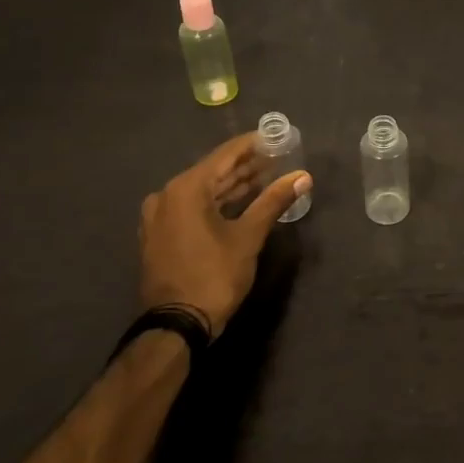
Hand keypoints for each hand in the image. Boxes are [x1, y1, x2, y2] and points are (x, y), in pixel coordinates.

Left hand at [139, 133, 310, 338]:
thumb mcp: (249, 236)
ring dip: (234, 185)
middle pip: (214, 172)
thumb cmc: (214, 275)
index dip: (253, 145)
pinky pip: (193, 207)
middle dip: (246, 166)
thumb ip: (274, 201)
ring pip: (204, 191)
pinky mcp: (161, 235)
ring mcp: (160, 216)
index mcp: (186, 189)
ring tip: (267, 177)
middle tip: (278, 158)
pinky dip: (218, 203)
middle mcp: (167, 195)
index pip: (225, 155)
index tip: (277, 138)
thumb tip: (303, 176)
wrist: (176, 325)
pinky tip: (242, 202)